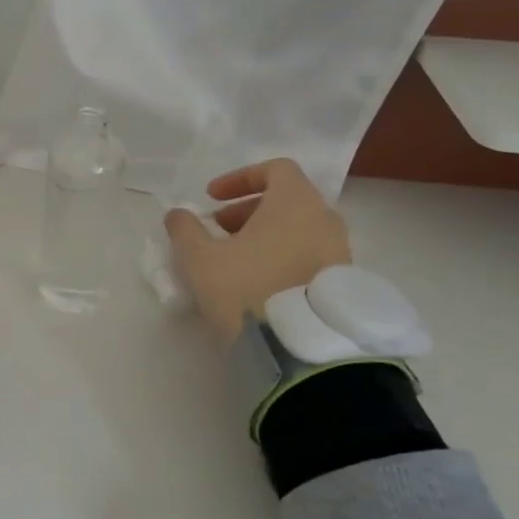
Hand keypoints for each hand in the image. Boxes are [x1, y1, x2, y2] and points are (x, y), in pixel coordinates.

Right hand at [163, 159, 351, 343]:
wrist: (298, 349)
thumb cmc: (246, 289)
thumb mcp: (199, 259)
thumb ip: (185, 230)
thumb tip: (178, 214)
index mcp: (295, 202)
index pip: (275, 169)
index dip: (240, 179)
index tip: (212, 199)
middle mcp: (325, 219)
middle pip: (287, 200)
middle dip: (248, 211)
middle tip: (219, 231)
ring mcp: (339, 252)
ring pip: (299, 230)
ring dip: (266, 236)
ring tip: (236, 260)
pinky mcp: (341, 283)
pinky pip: (309, 256)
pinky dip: (283, 257)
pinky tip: (259, 283)